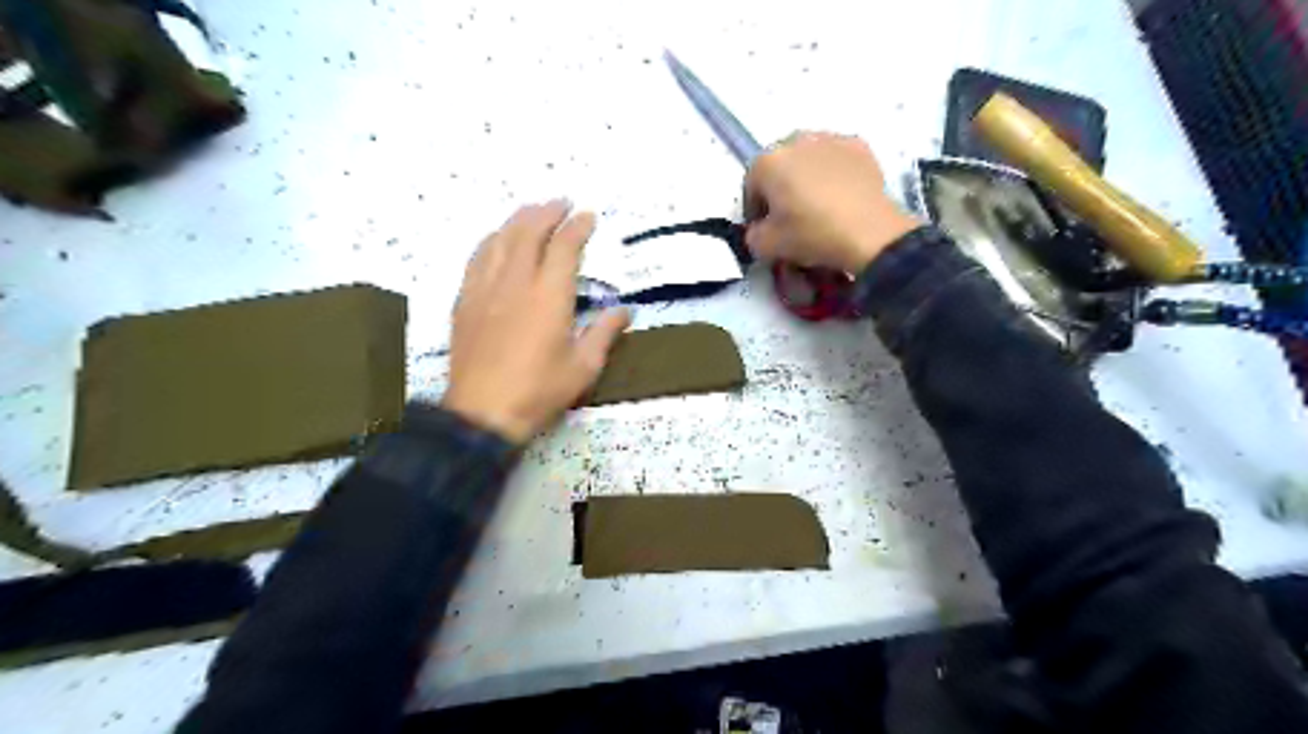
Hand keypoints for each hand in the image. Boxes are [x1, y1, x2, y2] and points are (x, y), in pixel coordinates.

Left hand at [441, 198, 630, 440]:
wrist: (483, 412)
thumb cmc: (539, 391)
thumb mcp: (583, 367)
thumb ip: (604, 333)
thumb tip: (625, 311)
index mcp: (549, 295)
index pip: (564, 247)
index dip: (577, 227)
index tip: (588, 217)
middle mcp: (516, 282)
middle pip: (528, 231)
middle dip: (547, 212)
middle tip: (561, 203)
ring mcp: (485, 289)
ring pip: (500, 239)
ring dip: (518, 219)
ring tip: (532, 212)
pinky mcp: (465, 301)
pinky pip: (477, 257)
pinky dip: (491, 240)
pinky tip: (497, 240)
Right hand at [747, 132, 916, 271]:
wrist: (869, 233)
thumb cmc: (811, 235)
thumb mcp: (766, 247)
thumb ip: (753, 235)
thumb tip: (760, 229)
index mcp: (767, 162)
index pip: (750, 186)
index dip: (755, 210)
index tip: (764, 230)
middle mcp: (795, 140)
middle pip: (779, 167)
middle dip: (780, 189)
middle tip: (791, 217)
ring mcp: (830, 139)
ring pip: (808, 160)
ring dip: (806, 178)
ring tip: (817, 206)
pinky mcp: (859, 146)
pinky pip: (836, 160)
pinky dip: (834, 174)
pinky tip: (840, 197)